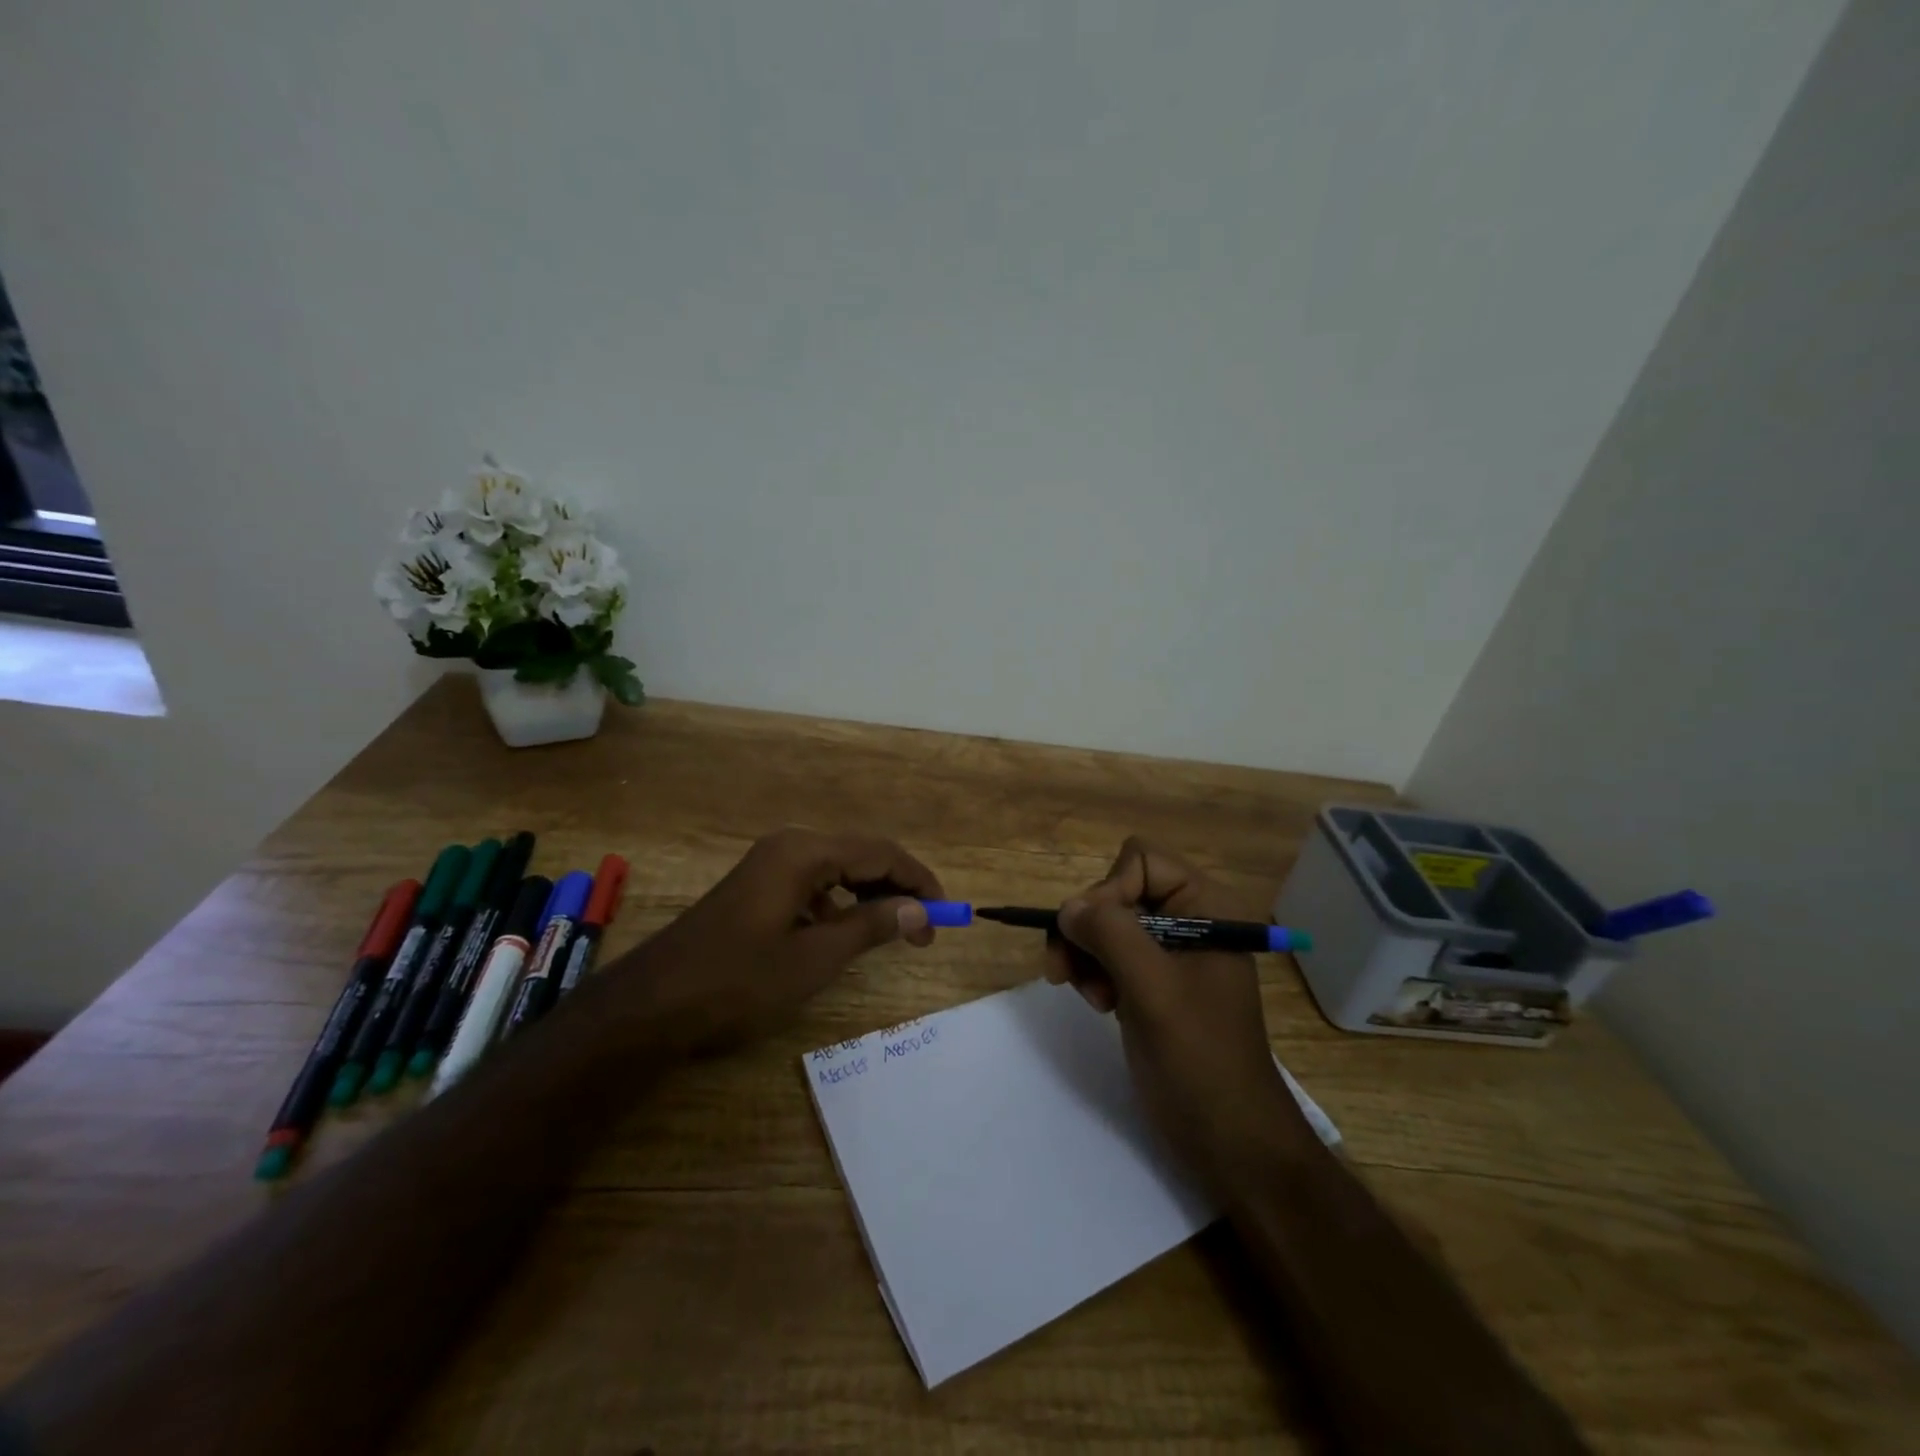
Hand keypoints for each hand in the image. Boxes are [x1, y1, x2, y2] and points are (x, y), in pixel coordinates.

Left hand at [619, 828, 942, 1053]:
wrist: (651, 1006)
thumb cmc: (737, 981)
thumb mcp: (814, 959)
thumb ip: (870, 927)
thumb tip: (918, 909)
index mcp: (804, 853)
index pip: (881, 853)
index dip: (919, 881)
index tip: (946, 915)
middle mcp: (789, 847)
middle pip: (861, 856)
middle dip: (898, 888)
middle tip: (925, 930)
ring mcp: (769, 865)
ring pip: (838, 871)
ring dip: (870, 897)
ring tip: (894, 933)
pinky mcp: (757, 888)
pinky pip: (813, 885)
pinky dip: (839, 905)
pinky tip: (844, 935)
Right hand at [1045, 838, 1311, 1187]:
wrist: (1228, 1138)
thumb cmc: (1200, 1058)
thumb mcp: (1154, 989)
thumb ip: (1110, 935)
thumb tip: (1067, 907)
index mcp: (1206, 907)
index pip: (1140, 861)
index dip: (1109, 890)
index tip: (1091, 937)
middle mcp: (1188, 920)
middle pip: (1117, 891)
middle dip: (1089, 929)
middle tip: (1069, 972)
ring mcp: (1169, 953)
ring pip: (1105, 923)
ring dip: (1085, 954)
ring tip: (1088, 995)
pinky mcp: (1152, 982)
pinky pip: (1108, 954)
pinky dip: (1092, 972)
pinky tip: (1097, 1003)